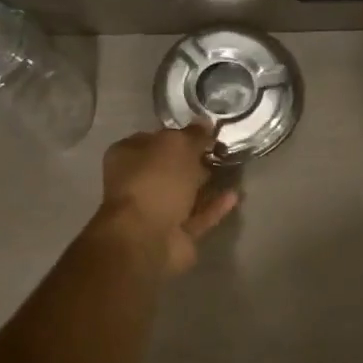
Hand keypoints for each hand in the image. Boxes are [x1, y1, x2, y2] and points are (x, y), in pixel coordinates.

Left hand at [98, 124, 239, 274]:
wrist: (147, 238)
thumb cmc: (155, 181)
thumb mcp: (177, 146)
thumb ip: (193, 135)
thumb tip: (205, 124)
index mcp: (128, 156)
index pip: (154, 139)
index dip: (179, 134)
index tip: (205, 132)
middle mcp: (138, 182)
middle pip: (170, 167)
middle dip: (193, 160)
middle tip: (220, 150)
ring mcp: (156, 211)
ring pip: (185, 193)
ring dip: (206, 183)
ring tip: (230, 169)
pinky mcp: (176, 233)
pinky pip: (199, 215)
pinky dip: (214, 206)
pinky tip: (234, 195)